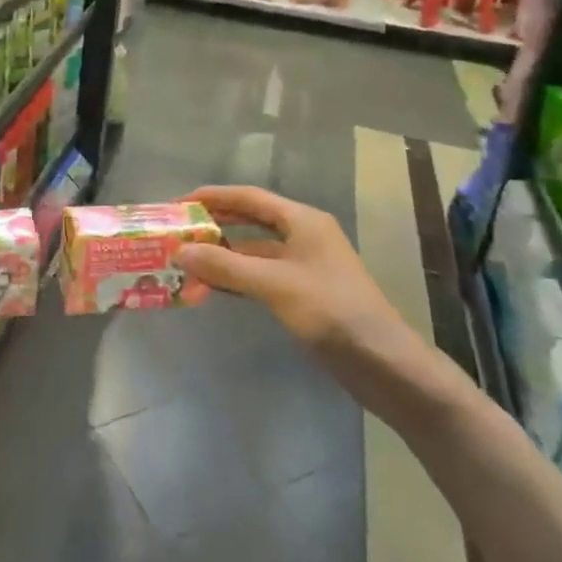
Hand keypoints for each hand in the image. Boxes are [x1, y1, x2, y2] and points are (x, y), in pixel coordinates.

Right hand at [173, 185, 436, 407]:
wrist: (383, 364)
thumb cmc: (331, 311)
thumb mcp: (274, 284)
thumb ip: (225, 265)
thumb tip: (180, 250)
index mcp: (302, 220)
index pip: (249, 197)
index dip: (213, 197)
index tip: (179, 204)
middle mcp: (303, 236)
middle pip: (249, 222)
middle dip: (214, 228)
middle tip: (177, 234)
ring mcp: (304, 266)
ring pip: (253, 253)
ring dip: (221, 259)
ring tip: (185, 267)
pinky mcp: (303, 294)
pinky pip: (260, 277)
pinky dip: (236, 280)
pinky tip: (212, 289)